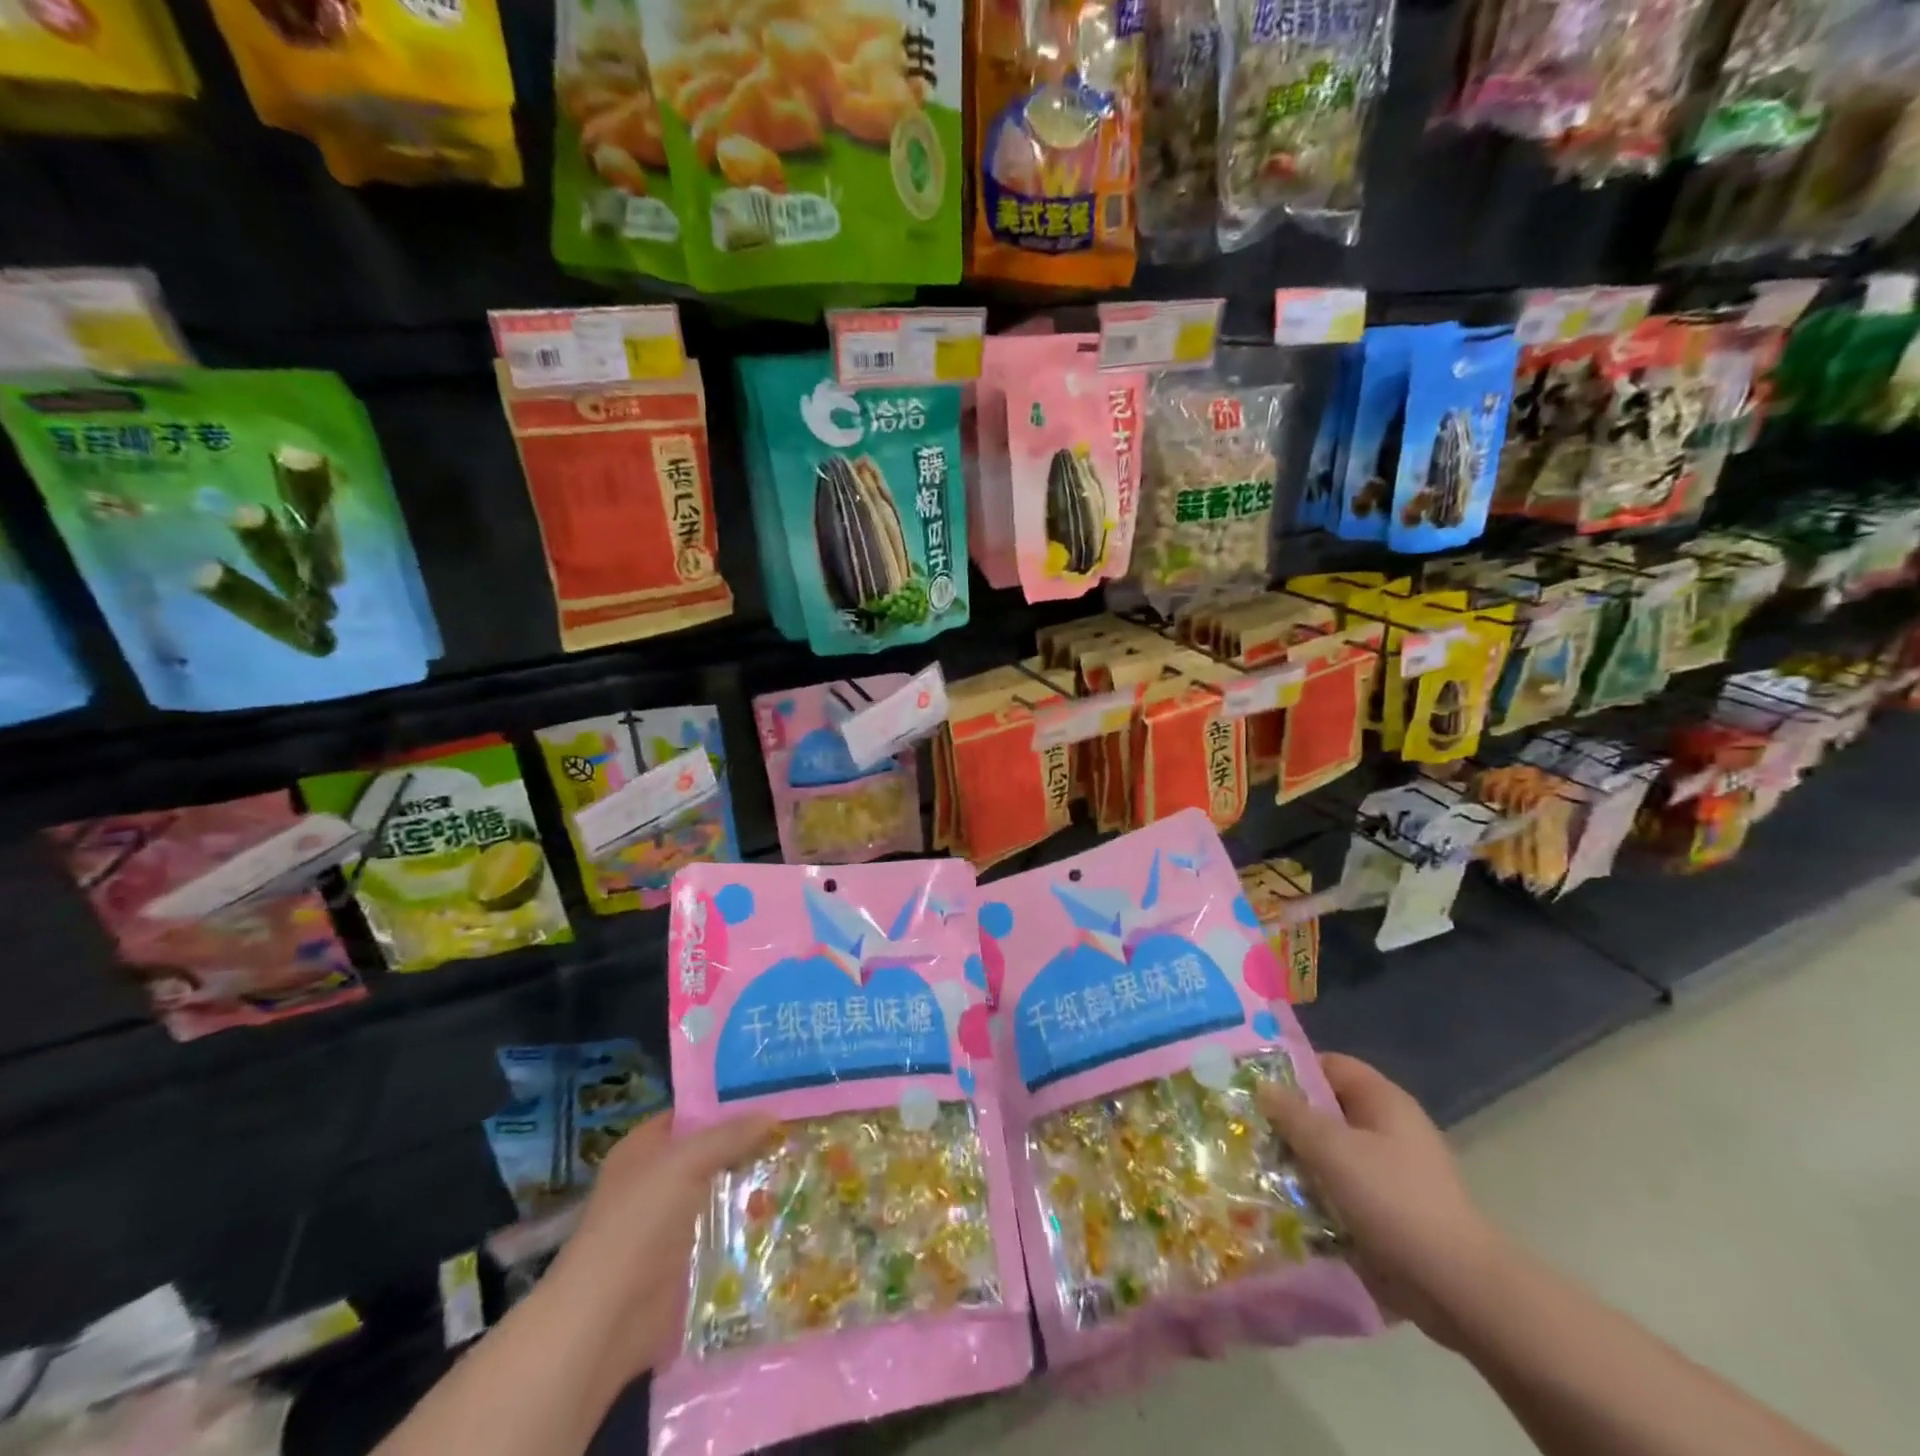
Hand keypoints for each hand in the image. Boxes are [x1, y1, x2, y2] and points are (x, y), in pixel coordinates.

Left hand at [542, 1110, 776, 1388]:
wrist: (605, 1321)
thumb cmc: (638, 1224)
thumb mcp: (685, 1163)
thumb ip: (728, 1136)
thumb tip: (772, 1115)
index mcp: (644, 1149)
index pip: (691, 1113)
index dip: (728, 1104)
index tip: (774, 1097)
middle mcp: (656, 1181)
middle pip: (710, 1154)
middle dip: (749, 1146)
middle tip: (797, 1132)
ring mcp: (670, 1225)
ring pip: (721, 1194)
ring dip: (753, 1188)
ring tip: (802, 1169)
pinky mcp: (685, 1263)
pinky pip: (724, 1234)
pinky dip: (749, 1227)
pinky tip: (787, 1215)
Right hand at [1258, 1054, 1508, 1348]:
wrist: (1458, 1289)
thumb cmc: (1393, 1200)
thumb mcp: (1333, 1149)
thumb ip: (1293, 1114)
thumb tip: (1263, 1085)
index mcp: (1383, 1100)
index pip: (1330, 1065)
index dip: (1292, 1070)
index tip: (1254, 1086)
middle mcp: (1388, 1129)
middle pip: (1327, 1110)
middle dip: (1288, 1120)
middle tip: (1248, 1128)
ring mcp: (1391, 1172)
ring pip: (1331, 1153)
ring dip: (1298, 1161)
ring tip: (1257, 1168)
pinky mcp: (1389, 1211)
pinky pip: (1342, 1189)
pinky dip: (1316, 1193)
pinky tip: (1285, 1205)